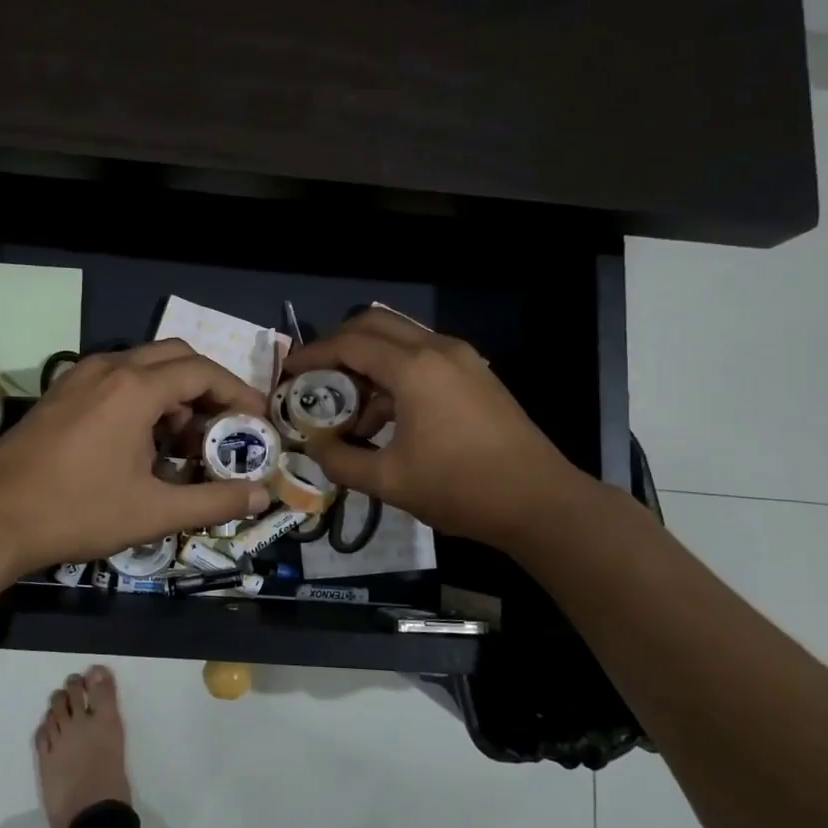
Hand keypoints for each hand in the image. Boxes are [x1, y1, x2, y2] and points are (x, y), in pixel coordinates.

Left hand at [0, 340, 274, 574]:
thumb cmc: (78, 511)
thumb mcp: (154, 511)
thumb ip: (214, 501)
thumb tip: (262, 494)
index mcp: (135, 388)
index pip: (203, 372)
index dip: (237, 393)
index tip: (256, 421)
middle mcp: (109, 368)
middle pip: (175, 357)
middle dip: (207, 386)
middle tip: (223, 425)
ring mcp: (79, 376)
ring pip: (143, 365)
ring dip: (173, 392)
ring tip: (184, 442)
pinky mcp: (61, 392)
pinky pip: (115, 378)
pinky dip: (142, 397)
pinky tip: (141, 441)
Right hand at [287, 309, 590, 549]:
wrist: (540, 502)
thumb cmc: (460, 488)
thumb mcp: (389, 481)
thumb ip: (341, 461)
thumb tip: (316, 446)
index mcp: (414, 368)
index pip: (349, 343)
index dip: (312, 354)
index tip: (288, 372)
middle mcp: (438, 349)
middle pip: (374, 324)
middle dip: (338, 346)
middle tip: (315, 378)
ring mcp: (462, 360)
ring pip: (400, 340)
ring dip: (368, 363)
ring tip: (349, 410)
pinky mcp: (476, 376)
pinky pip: (422, 359)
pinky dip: (394, 375)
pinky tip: (386, 419)